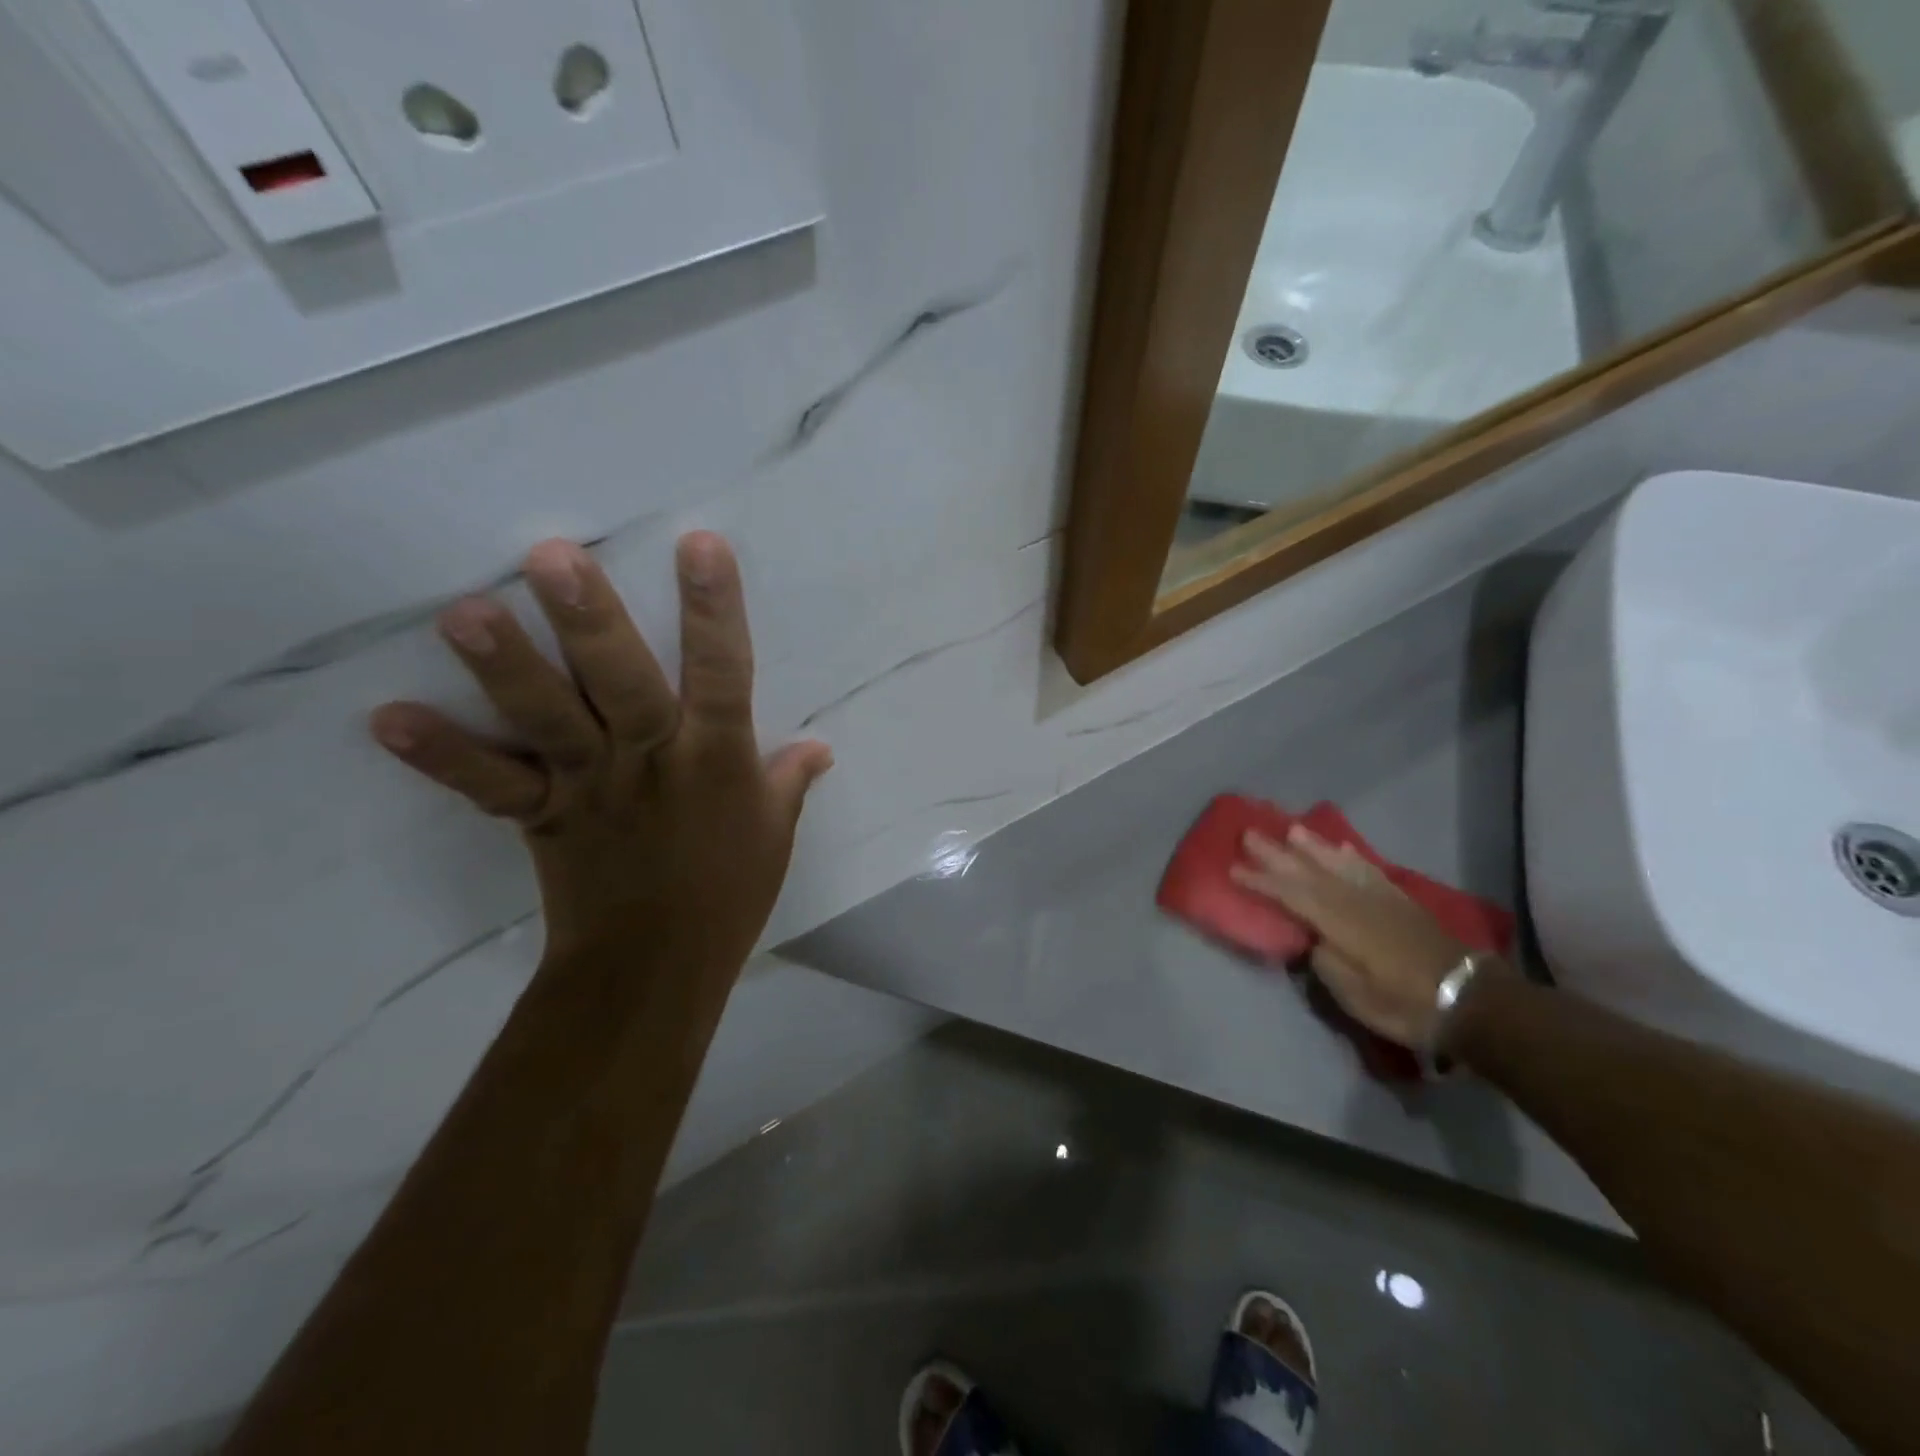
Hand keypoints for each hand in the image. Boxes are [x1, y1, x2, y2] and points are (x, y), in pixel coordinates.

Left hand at [369, 533, 831, 981]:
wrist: (656, 968)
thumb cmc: (727, 893)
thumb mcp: (774, 834)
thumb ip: (790, 781)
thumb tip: (821, 746)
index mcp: (718, 760)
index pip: (725, 674)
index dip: (715, 611)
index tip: (699, 545)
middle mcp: (653, 762)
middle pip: (623, 685)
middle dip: (591, 623)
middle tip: (551, 557)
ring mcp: (592, 788)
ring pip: (551, 721)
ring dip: (508, 669)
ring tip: (464, 612)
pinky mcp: (544, 817)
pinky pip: (492, 785)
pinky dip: (443, 755)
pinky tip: (388, 717)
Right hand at [1230, 825, 1489, 1049]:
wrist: (1470, 1001)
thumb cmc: (1404, 1003)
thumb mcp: (1354, 994)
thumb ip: (1325, 961)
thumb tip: (1311, 939)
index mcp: (1340, 923)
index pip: (1291, 895)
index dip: (1261, 881)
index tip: (1233, 868)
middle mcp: (1356, 901)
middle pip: (1310, 872)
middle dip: (1277, 854)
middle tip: (1249, 833)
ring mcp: (1380, 898)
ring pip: (1338, 864)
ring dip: (1311, 847)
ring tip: (1290, 830)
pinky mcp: (1400, 901)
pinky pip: (1368, 870)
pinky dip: (1350, 857)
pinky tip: (1341, 848)